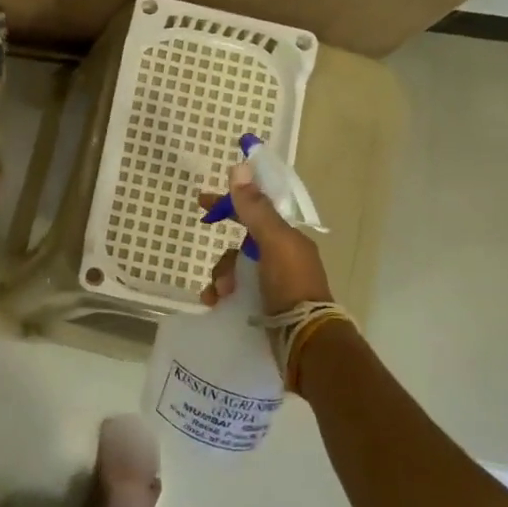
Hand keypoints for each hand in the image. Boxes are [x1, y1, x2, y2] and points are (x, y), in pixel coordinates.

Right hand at [198, 163, 332, 316]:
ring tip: (219, 293)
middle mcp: (282, 258)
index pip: (256, 211)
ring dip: (222, 277)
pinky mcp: (265, 306)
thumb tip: (239, 166)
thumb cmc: (291, 285)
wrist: (306, 340)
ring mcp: (274, 284)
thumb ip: (255, 208)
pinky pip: (236, 293)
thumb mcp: (273, 242)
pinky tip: (215, 303)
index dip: (230, 203)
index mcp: (288, 239)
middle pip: (242, 245)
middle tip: (211, 270)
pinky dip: (222, 296)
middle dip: (224, 255)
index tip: (202, 200)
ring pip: (236, 270)